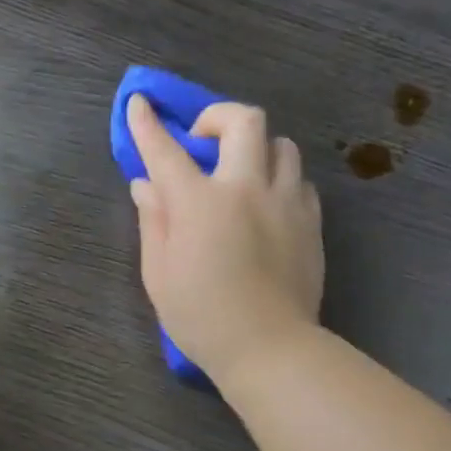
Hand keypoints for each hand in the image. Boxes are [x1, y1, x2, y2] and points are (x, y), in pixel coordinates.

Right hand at [126, 95, 323, 387]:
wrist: (269, 348)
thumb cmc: (199, 315)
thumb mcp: (158, 272)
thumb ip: (153, 220)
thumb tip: (146, 185)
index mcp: (199, 203)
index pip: (166, 150)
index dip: (148, 124)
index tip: (139, 102)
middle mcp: (245, 188)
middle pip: (243, 121)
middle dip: (217, 116)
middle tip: (202, 140)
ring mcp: (285, 201)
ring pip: (280, 144)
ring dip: (254, 148)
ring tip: (239, 172)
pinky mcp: (311, 220)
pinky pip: (299, 180)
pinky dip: (278, 180)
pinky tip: (266, 204)